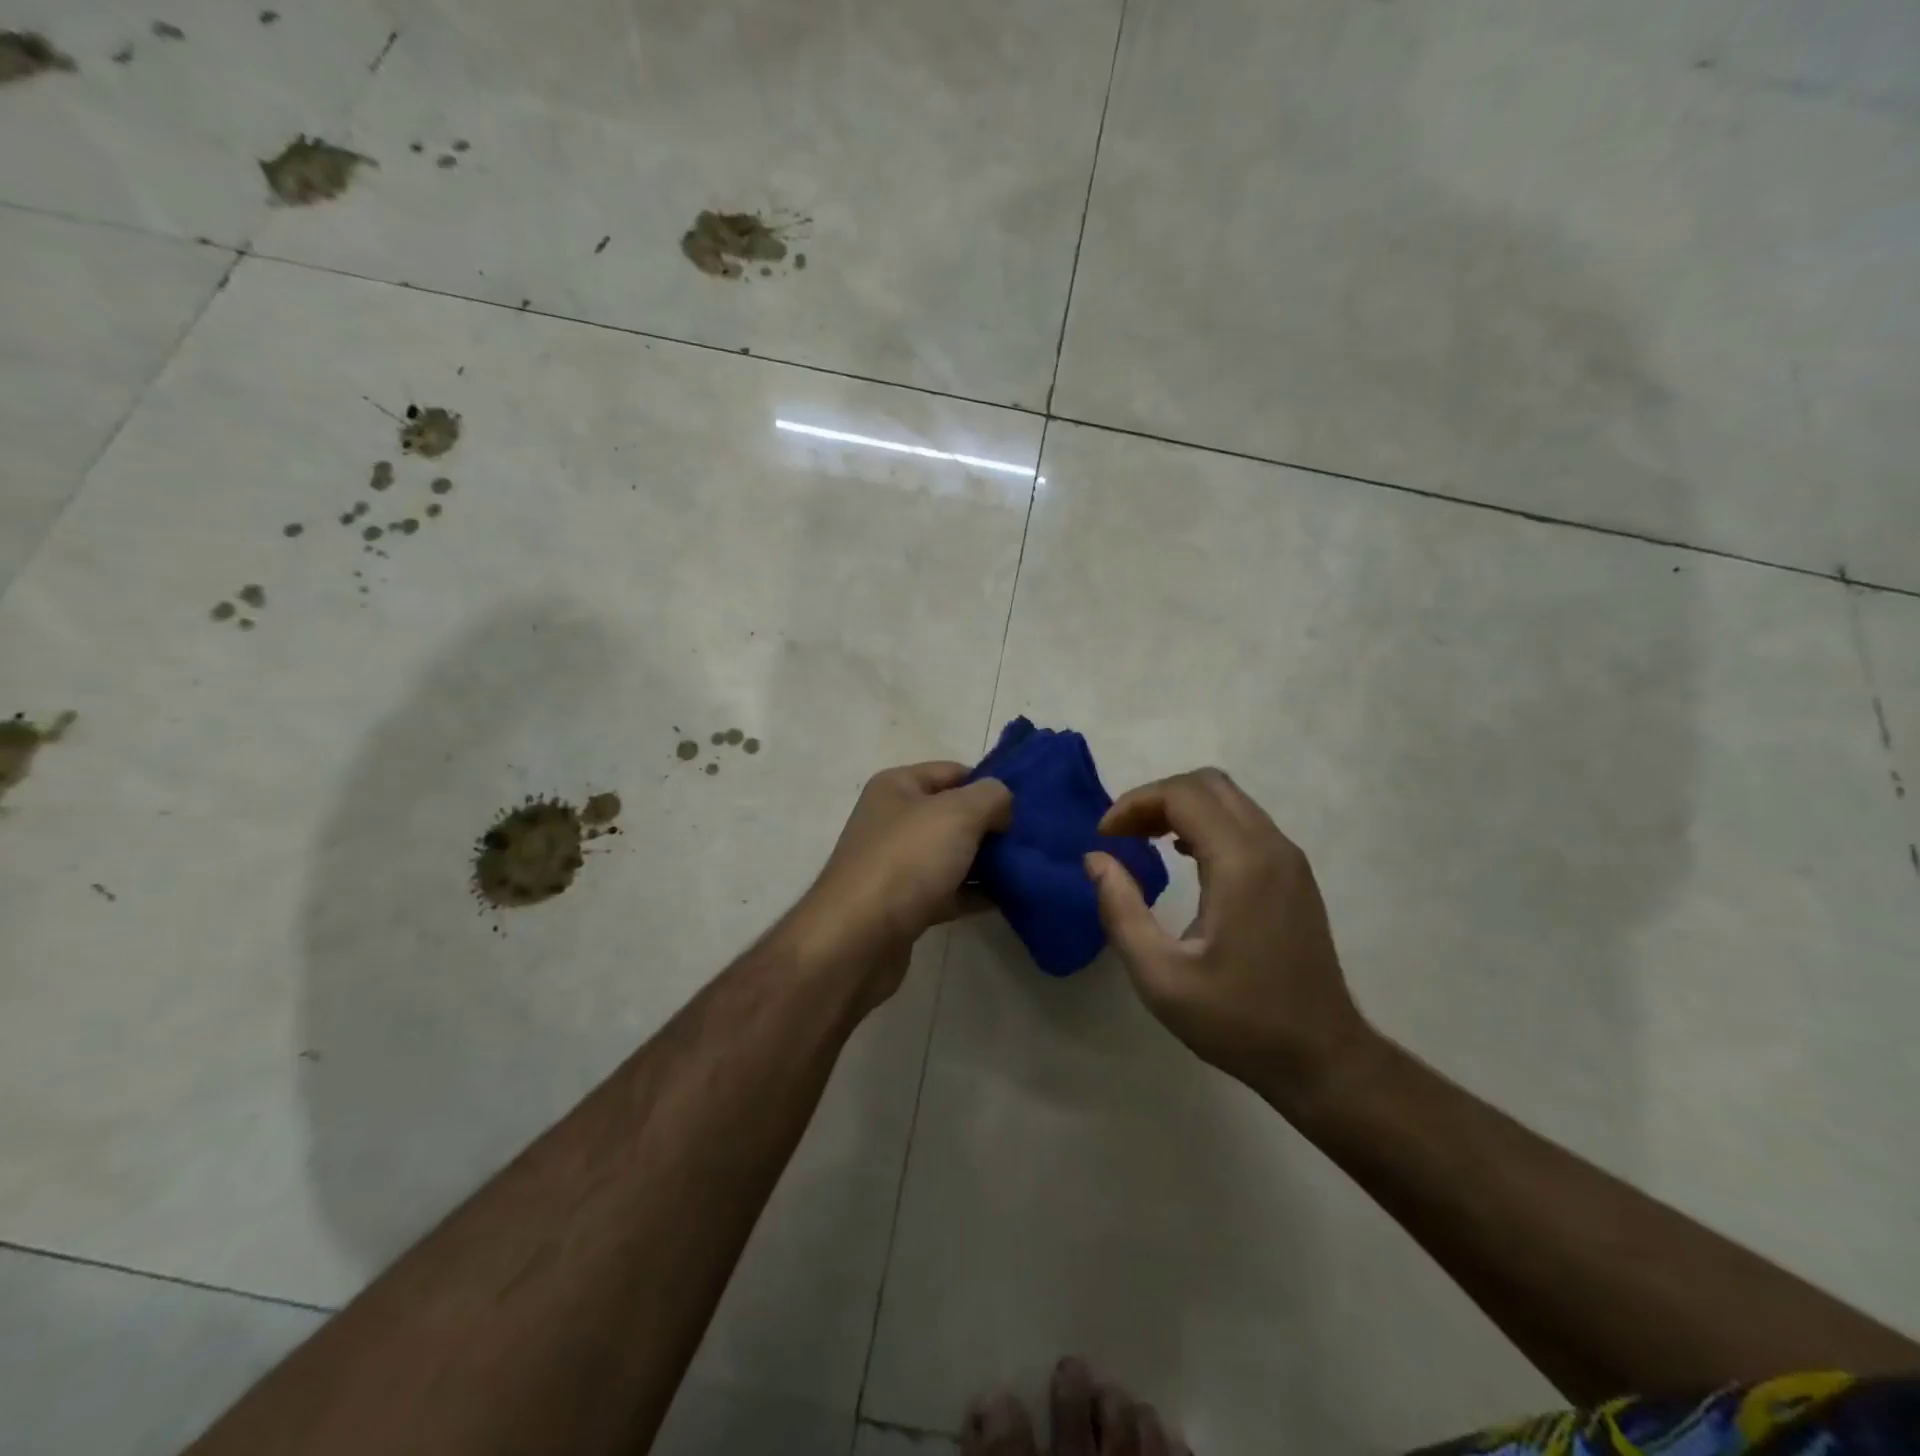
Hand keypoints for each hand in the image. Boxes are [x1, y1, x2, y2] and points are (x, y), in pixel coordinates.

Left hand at [789, 762, 1011, 1004]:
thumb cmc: (907, 860)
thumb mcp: (958, 813)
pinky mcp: (904, 904)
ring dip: (986, 862)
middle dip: (991, 826)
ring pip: (952, 855)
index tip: (1024, 806)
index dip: (989, 785)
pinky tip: (1007, 900)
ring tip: (1027, 868)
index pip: (953, 772)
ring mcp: (897, 864)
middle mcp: (893, 820)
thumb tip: (1003, 805)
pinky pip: (948, 891)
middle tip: (1030, 839)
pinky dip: (974, 894)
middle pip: (954, 815)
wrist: (858, 938)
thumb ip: (991, 797)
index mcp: (897, 787)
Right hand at [1085, 768, 1372, 1110]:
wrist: (1322, 1058)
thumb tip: (1096, 859)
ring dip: (1181, 808)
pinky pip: (1246, 824)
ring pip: (1229, 800)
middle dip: (1156, 798)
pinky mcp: (1295, 875)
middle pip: (1208, 785)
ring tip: (1144, 841)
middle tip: (1123, 834)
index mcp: (1241, 863)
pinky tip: (1185, 858)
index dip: (1134, 804)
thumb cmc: (1238, 1020)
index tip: (1104, 837)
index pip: (1182, 795)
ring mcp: (1289, 859)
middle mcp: (1271, 847)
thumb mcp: (1160, 977)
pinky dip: (1207, 824)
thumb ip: (1121, 910)